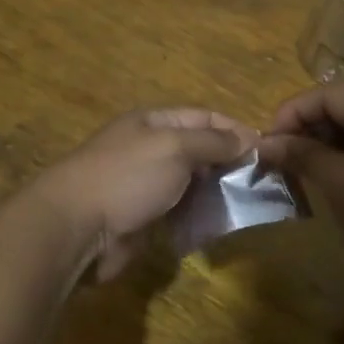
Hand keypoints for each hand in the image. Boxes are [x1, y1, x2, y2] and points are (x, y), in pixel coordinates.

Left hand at [33, 108, 255, 279]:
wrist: (77, 226)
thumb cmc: (127, 176)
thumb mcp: (175, 147)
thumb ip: (212, 142)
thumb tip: (247, 139)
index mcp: (155, 123)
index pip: (204, 117)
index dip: (235, 129)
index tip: (267, 148)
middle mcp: (151, 149)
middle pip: (199, 150)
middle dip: (229, 162)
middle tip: (263, 181)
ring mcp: (146, 185)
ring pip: (192, 184)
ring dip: (217, 192)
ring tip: (248, 204)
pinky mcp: (144, 218)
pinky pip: (180, 212)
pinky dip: (200, 216)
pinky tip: (221, 223)